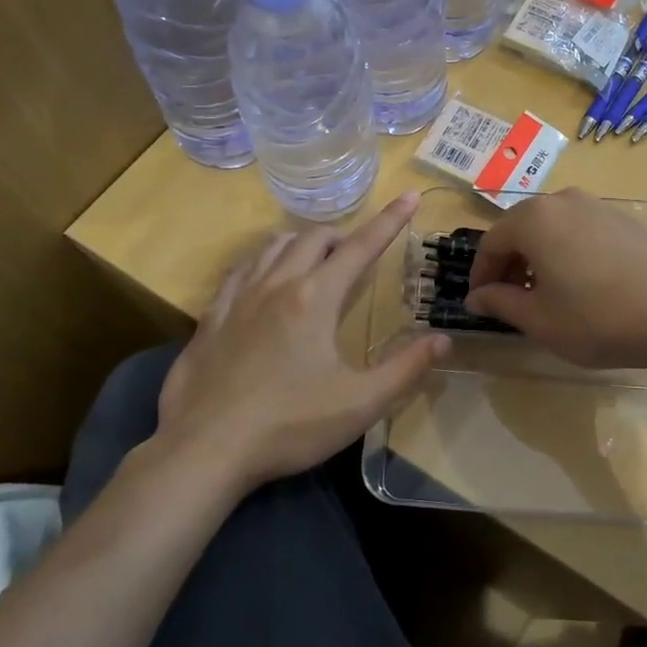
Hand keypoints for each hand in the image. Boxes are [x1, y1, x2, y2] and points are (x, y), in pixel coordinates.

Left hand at [149, 193, 446, 490]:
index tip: (411, 196)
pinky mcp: (210, 318)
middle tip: (357, 256)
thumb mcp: (360, 404)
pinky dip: (262, 263)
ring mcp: (238, 298)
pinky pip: (240, 270)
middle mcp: (277, 284)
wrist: (204, 450)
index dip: (390, 220)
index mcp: (316, 298)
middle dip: (343, 235)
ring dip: (302, 243)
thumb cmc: (289, 425)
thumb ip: (406, 369)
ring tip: (315, 261)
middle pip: (314, 237)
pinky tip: (262, 283)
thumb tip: (443, 339)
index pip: (361, 246)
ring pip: (273, 245)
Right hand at [462, 189, 646, 371]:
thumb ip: (501, 303)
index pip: (492, 243)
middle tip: (510, 300)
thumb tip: (476, 297)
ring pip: (553, 228)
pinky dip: (568, 252)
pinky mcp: (626, 219)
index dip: (481, 275)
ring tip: (546, 295)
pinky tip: (583, 285)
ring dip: (540, 257)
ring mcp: (599, 206)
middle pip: (522, 229)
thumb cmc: (599, 318)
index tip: (479, 303)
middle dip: (510, 264)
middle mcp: (564, 201)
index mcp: (535, 219)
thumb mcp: (541, 320)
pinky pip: (582, 230)